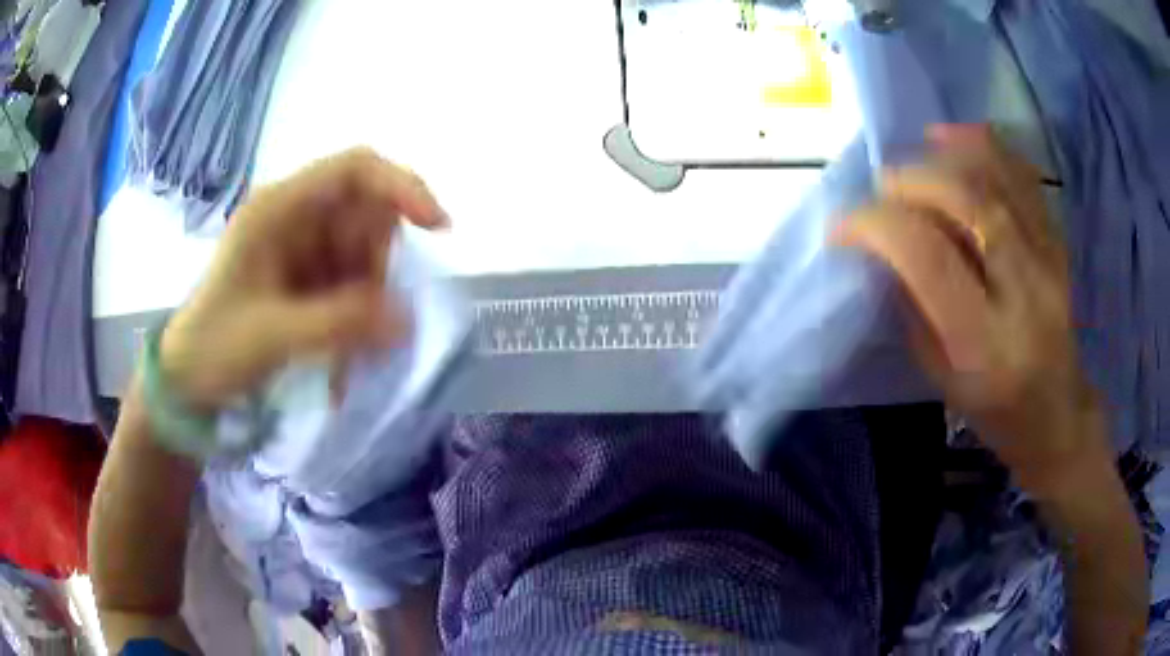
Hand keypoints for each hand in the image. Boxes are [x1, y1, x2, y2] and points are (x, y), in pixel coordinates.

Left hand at [159, 148, 448, 411]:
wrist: (188, 381)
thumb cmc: (215, 347)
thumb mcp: (273, 335)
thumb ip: (340, 324)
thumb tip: (409, 318)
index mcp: (279, 208)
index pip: (355, 169)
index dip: (402, 186)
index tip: (437, 227)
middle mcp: (295, 216)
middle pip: (366, 215)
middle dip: (376, 266)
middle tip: (364, 319)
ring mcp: (302, 246)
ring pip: (364, 253)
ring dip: (367, 299)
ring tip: (342, 349)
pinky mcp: (307, 276)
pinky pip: (352, 282)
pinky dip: (357, 315)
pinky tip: (338, 351)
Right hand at [838, 125, 1106, 492]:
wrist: (1057, 410)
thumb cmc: (992, 407)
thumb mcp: (939, 374)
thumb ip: (912, 304)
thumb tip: (881, 245)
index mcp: (984, 340)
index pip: (927, 256)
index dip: (876, 225)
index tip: (843, 226)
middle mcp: (1022, 291)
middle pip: (966, 201)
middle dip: (910, 181)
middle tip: (882, 190)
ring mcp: (1047, 259)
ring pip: (995, 177)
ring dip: (943, 157)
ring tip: (915, 163)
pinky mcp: (1057, 241)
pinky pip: (1021, 174)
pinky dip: (984, 145)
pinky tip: (952, 138)